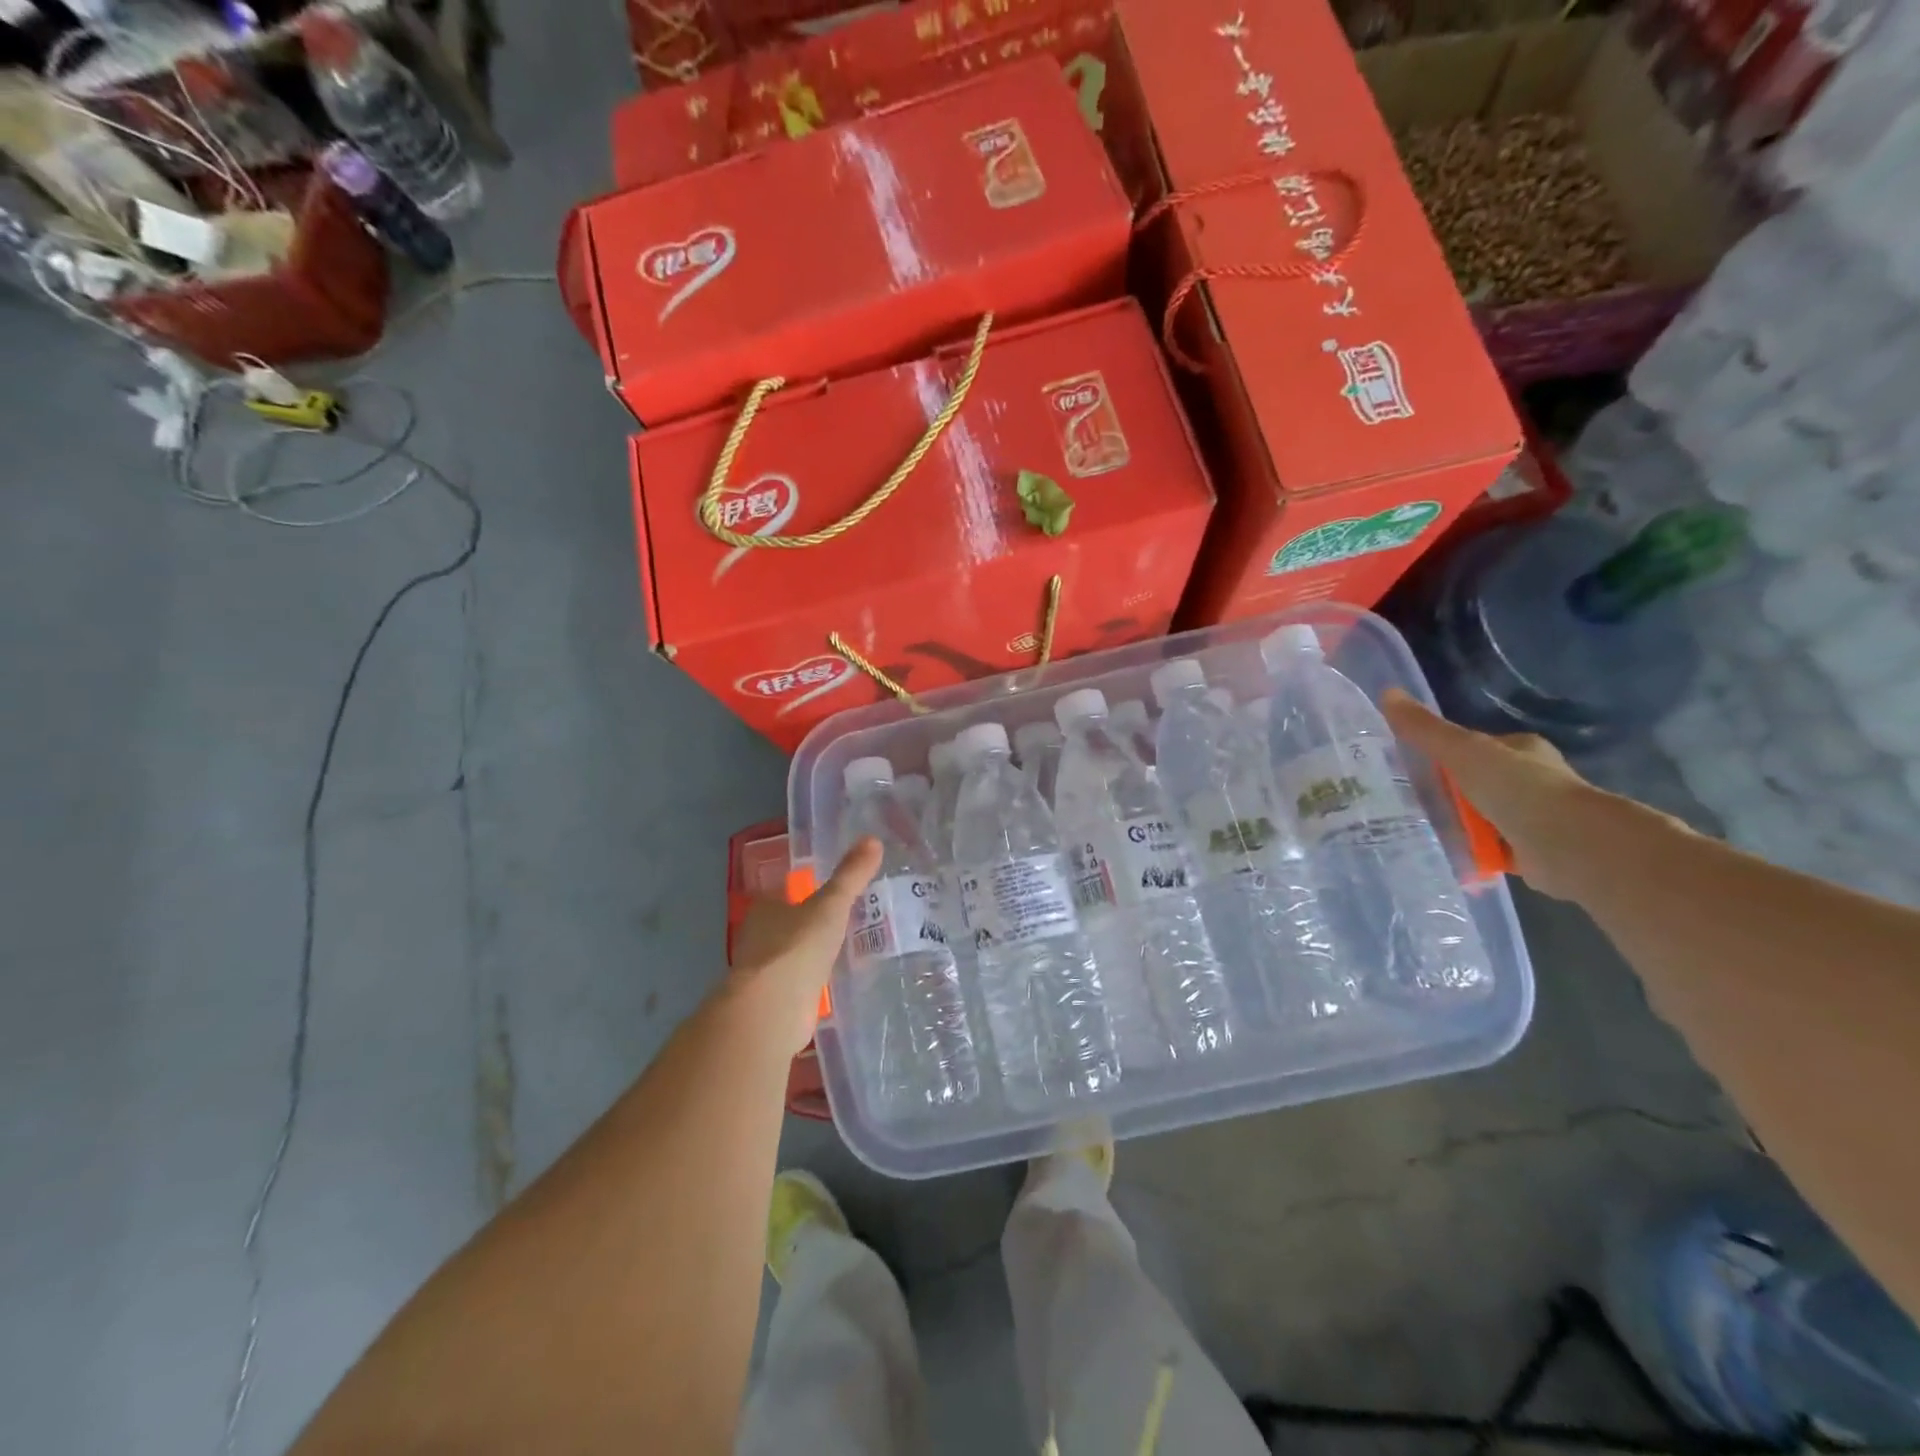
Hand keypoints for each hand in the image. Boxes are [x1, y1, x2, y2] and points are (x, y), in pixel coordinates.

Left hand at [729, 838, 882, 1054]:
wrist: (773, 1009)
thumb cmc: (798, 946)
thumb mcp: (832, 905)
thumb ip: (851, 876)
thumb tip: (873, 839)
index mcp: (765, 908)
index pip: (783, 893)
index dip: (803, 891)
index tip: (829, 893)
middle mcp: (758, 938)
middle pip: (785, 926)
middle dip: (809, 926)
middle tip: (844, 922)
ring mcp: (763, 973)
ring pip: (790, 957)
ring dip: (810, 956)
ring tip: (845, 953)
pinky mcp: (773, 1003)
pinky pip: (797, 987)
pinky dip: (812, 985)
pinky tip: (834, 987)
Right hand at [1381, 691, 1601, 900]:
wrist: (1570, 845)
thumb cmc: (1518, 788)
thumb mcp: (1463, 751)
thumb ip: (1425, 729)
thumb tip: (1386, 692)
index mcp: (1520, 750)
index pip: (1473, 746)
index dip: (1442, 753)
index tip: (1409, 766)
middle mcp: (1530, 780)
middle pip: (1474, 782)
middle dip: (1445, 792)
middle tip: (1404, 800)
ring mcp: (1532, 817)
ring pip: (1480, 816)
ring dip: (1456, 824)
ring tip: (1414, 828)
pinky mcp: (1530, 851)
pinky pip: (1488, 848)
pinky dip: (1470, 852)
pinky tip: (1442, 854)